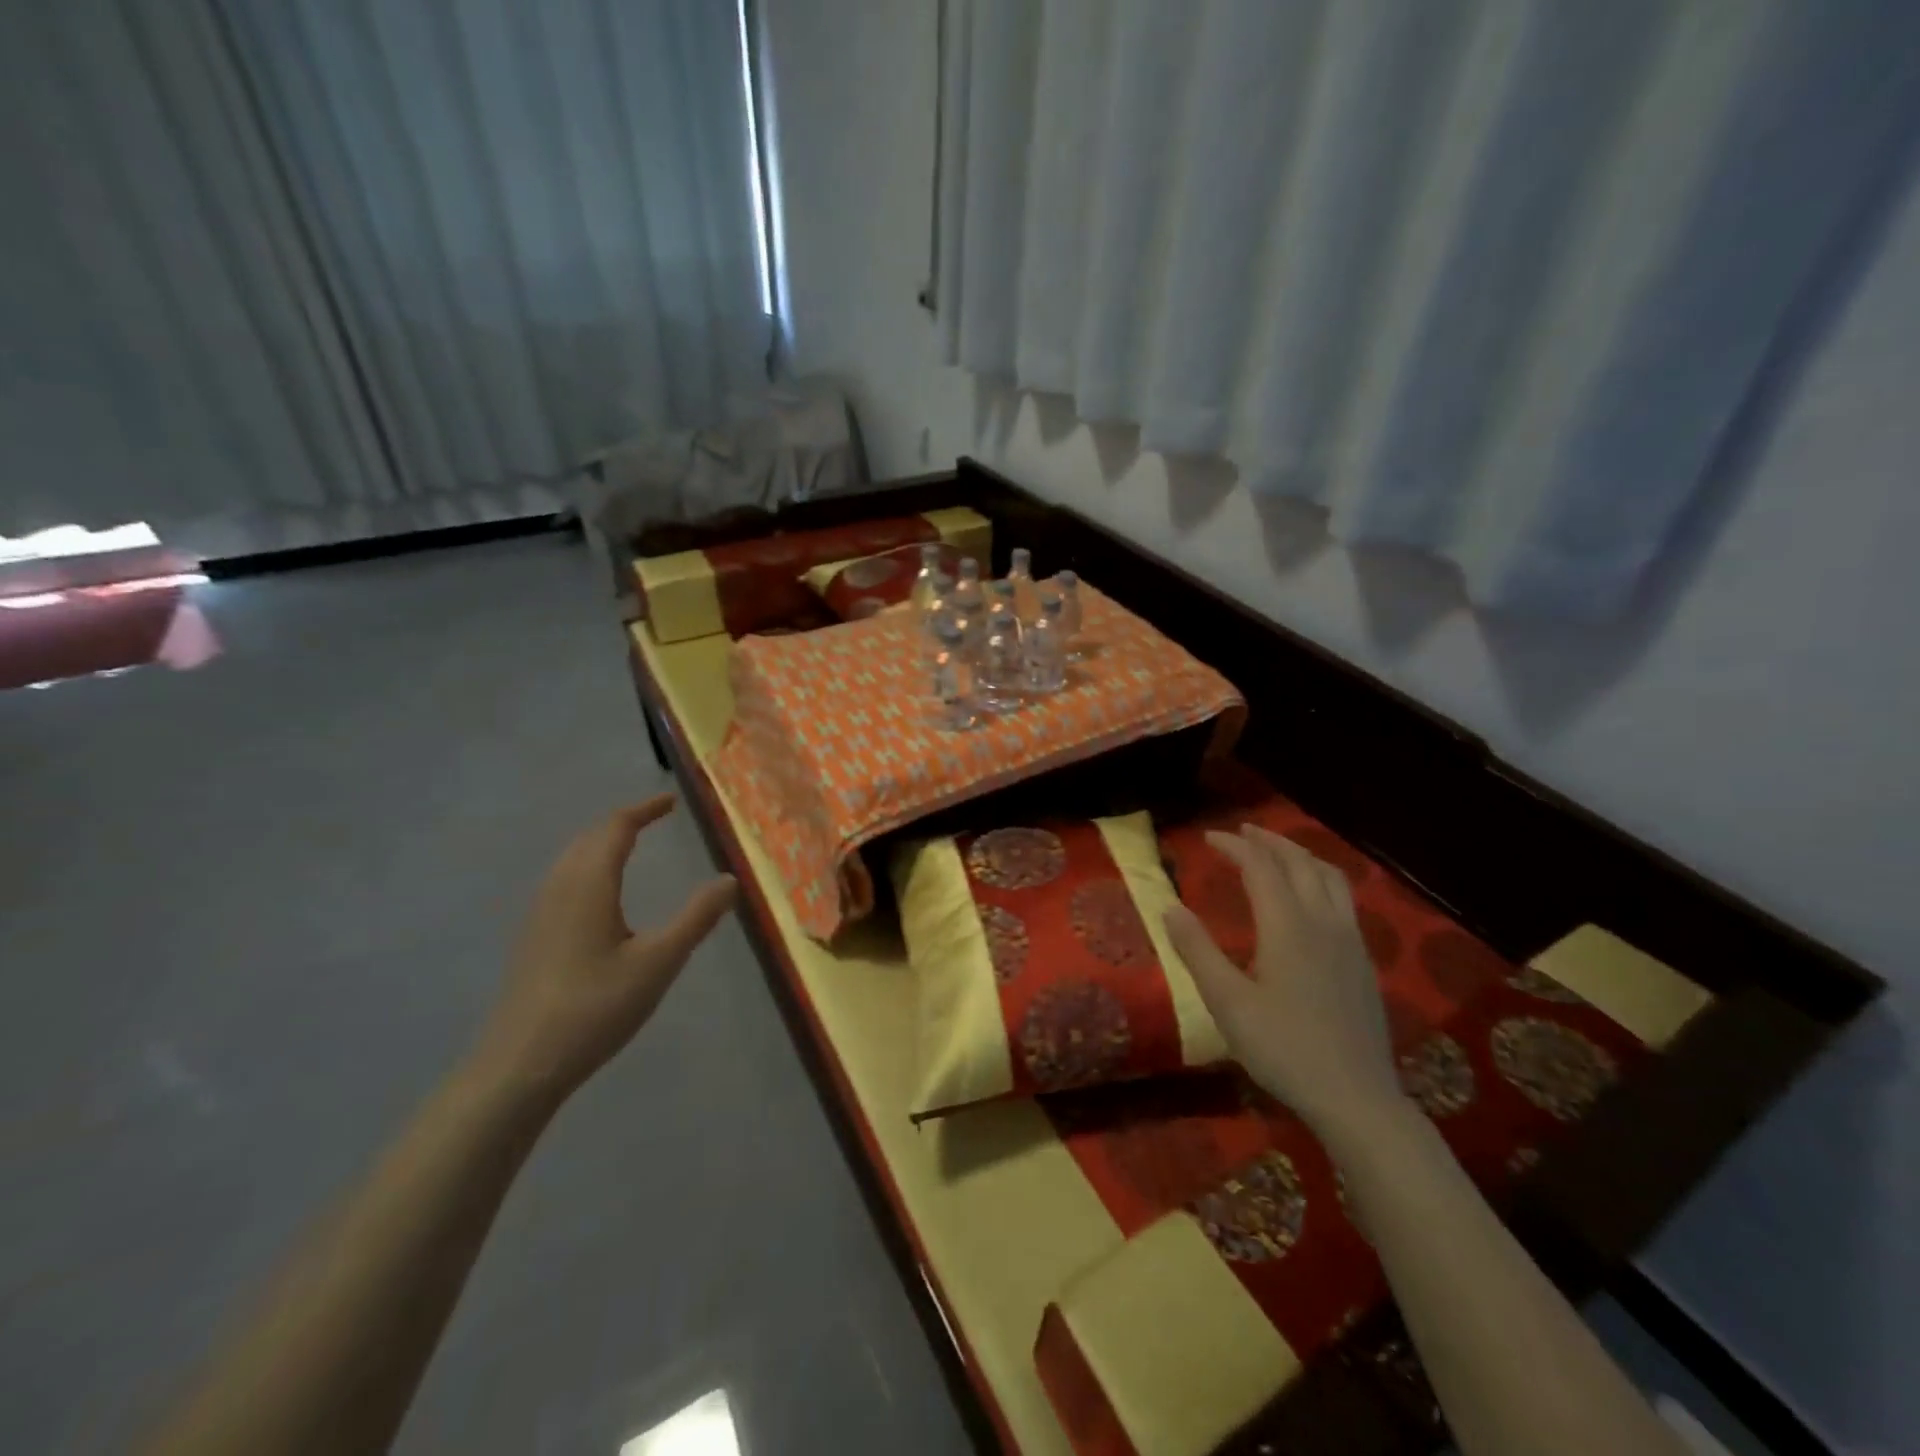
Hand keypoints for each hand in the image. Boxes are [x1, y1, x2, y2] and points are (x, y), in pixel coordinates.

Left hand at [472, 796, 736, 1105]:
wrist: (520, 1065)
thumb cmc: (595, 1008)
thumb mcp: (659, 962)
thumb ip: (697, 918)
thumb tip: (730, 879)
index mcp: (589, 885)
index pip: (615, 828)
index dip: (643, 810)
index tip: (671, 802)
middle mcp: (559, 889)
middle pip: (589, 839)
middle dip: (622, 822)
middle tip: (654, 818)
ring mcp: (539, 914)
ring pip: (571, 860)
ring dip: (601, 843)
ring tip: (630, 846)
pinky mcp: (532, 938)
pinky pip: (562, 881)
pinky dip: (587, 867)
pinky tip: (598, 896)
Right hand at [1163, 824, 1403, 1140]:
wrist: (1357, 1098)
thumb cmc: (1284, 1049)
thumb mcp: (1227, 1003)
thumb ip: (1197, 951)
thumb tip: (1169, 907)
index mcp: (1287, 926)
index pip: (1261, 867)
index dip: (1235, 846)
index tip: (1209, 838)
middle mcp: (1322, 921)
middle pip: (1299, 862)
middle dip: (1269, 841)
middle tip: (1241, 833)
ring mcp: (1349, 940)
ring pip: (1329, 876)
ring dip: (1300, 855)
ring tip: (1277, 852)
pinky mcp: (1362, 960)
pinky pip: (1344, 898)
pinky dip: (1320, 878)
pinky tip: (1311, 897)